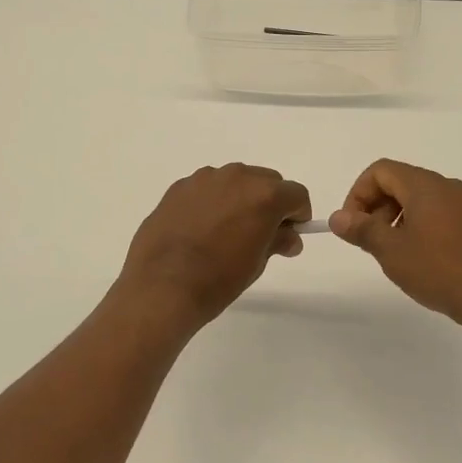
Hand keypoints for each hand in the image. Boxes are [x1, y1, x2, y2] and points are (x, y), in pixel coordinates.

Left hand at [116, 164, 310, 331]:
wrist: (163, 286)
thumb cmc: (219, 279)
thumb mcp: (257, 263)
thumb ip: (278, 241)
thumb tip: (290, 237)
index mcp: (264, 195)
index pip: (296, 194)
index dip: (298, 215)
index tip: (290, 235)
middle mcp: (237, 177)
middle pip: (267, 181)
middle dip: (270, 203)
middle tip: (260, 233)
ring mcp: (205, 178)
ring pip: (235, 180)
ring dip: (239, 198)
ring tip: (225, 231)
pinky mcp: (179, 186)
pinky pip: (207, 188)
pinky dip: (212, 201)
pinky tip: (200, 229)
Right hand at [331, 159, 461, 332]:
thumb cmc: (440, 269)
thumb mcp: (392, 251)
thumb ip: (362, 230)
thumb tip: (338, 217)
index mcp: (425, 185)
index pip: (381, 171)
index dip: (358, 193)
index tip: (353, 225)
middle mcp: (445, 186)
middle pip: (399, 182)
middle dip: (376, 207)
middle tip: (369, 241)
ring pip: (418, 199)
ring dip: (395, 219)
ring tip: (392, 254)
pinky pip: (436, 213)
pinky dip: (417, 226)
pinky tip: (418, 260)